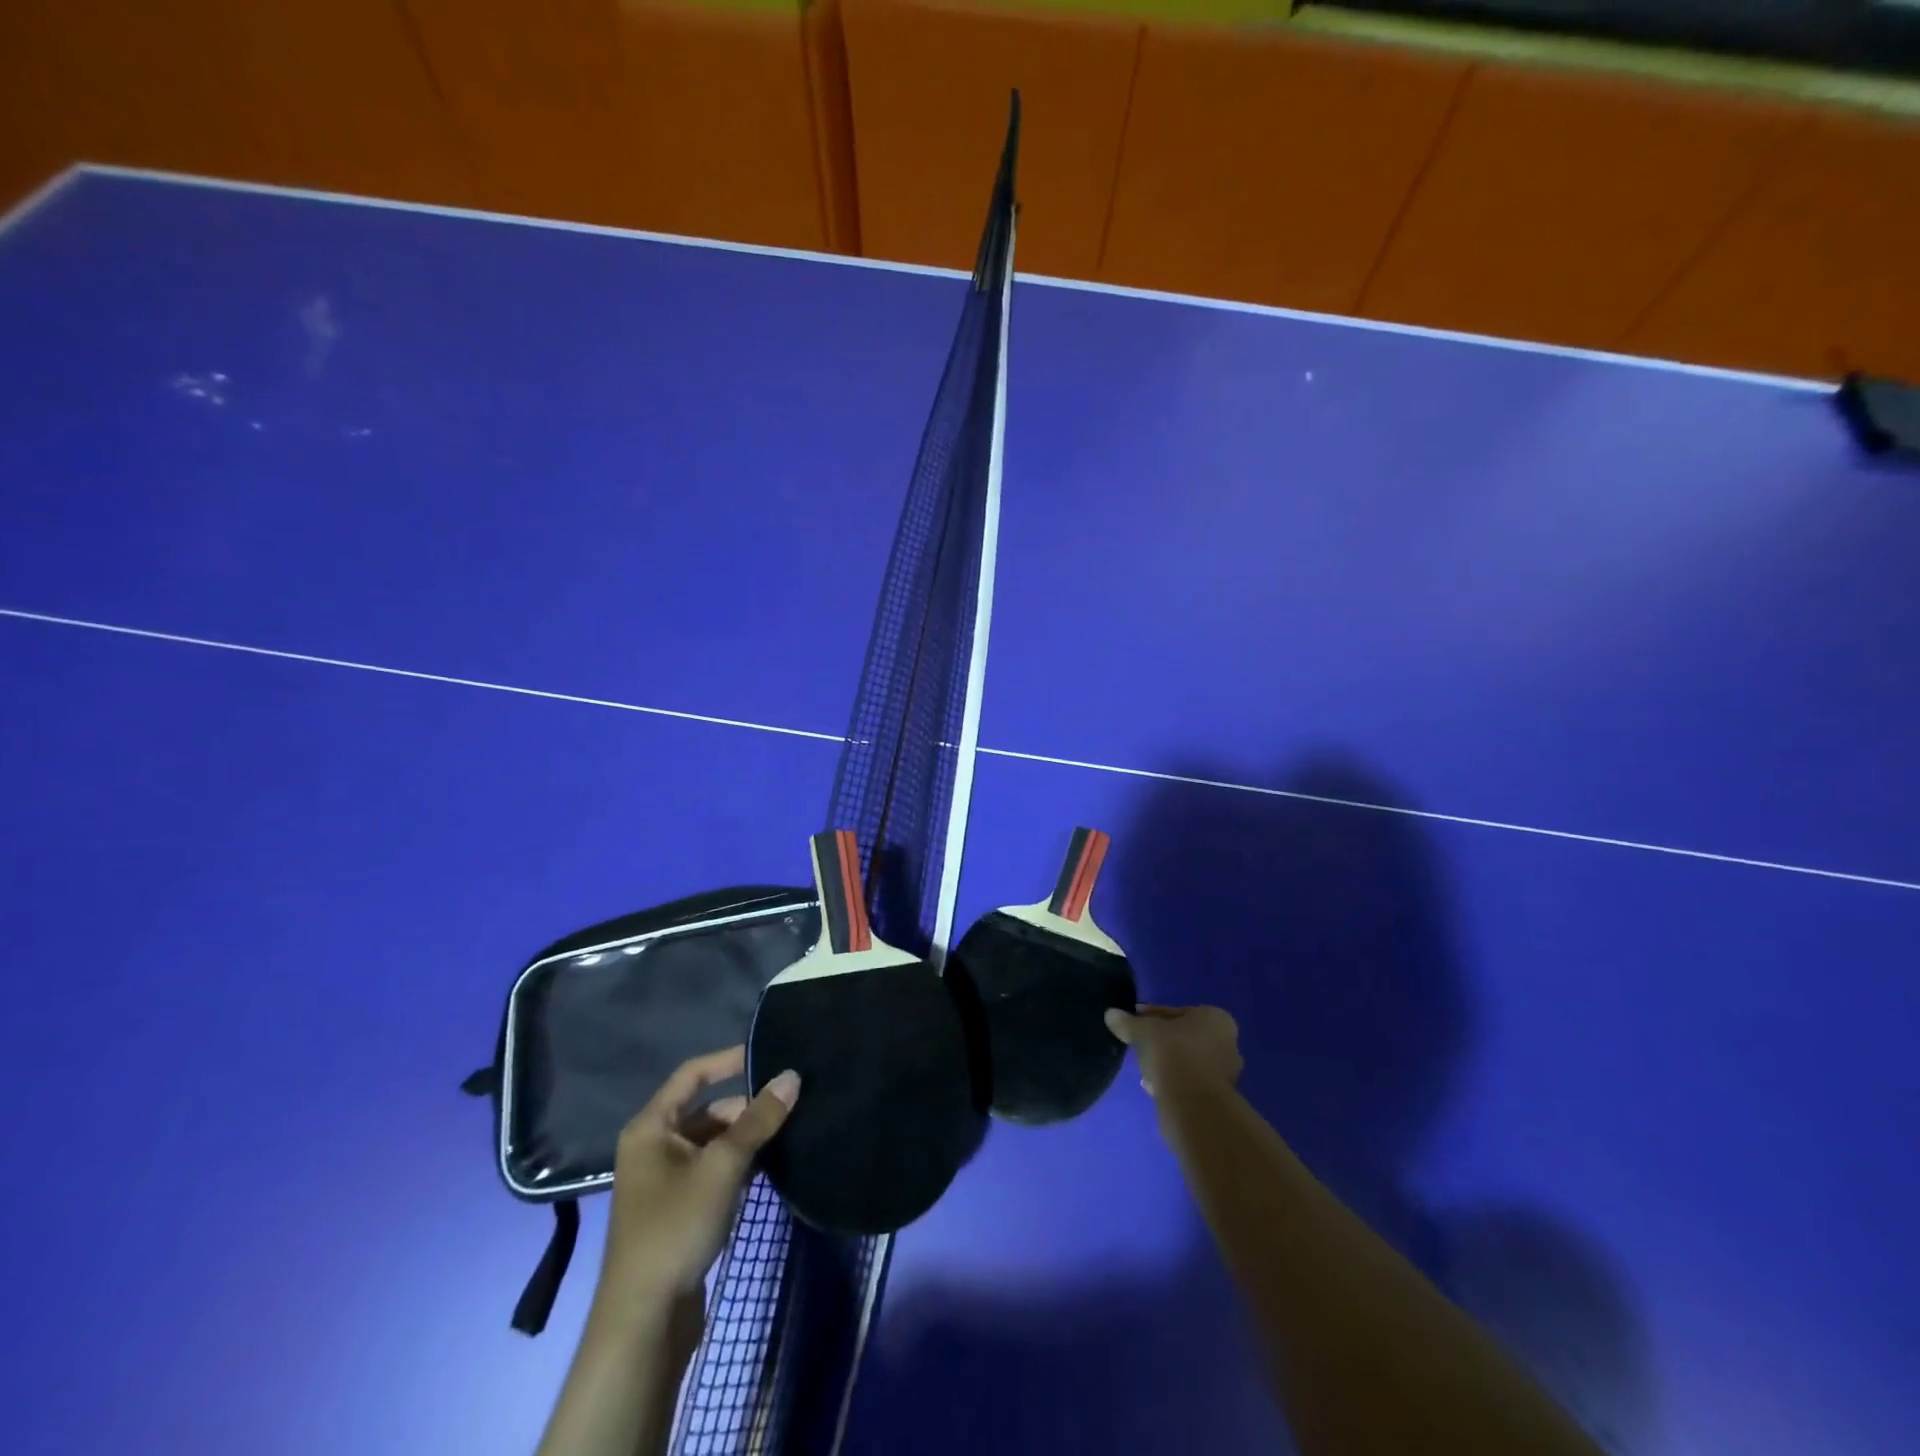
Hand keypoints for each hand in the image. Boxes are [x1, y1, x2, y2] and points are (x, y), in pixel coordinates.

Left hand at [599, 1047, 799, 1308]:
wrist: (644, 1322)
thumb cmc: (675, 1228)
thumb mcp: (722, 1167)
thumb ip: (758, 1120)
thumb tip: (792, 1076)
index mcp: (651, 1127)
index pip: (693, 1074)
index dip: (729, 1059)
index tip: (769, 1053)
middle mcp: (655, 1146)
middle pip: (708, 1109)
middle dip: (747, 1106)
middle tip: (792, 1101)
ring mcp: (666, 1179)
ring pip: (714, 1141)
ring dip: (747, 1136)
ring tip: (791, 1128)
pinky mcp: (680, 1208)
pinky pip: (715, 1168)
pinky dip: (740, 1163)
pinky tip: (772, 1164)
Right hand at [1105, 1004, 1241, 1097]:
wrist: (1193, 1104)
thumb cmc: (1174, 1054)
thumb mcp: (1144, 1032)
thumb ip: (1128, 1022)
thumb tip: (1110, 1014)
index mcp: (1216, 1019)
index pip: (1176, 1012)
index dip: (1150, 1017)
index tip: (1132, 1024)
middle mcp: (1227, 1043)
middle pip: (1184, 1037)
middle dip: (1160, 1042)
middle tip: (1138, 1046)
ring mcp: (1226, 1074)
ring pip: (1187, 1061)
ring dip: (1166, 1064)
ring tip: (1144, 1070)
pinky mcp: (1218, 1099)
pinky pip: (1189, 1083)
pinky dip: (1172, 1082)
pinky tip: (1154, 1087)